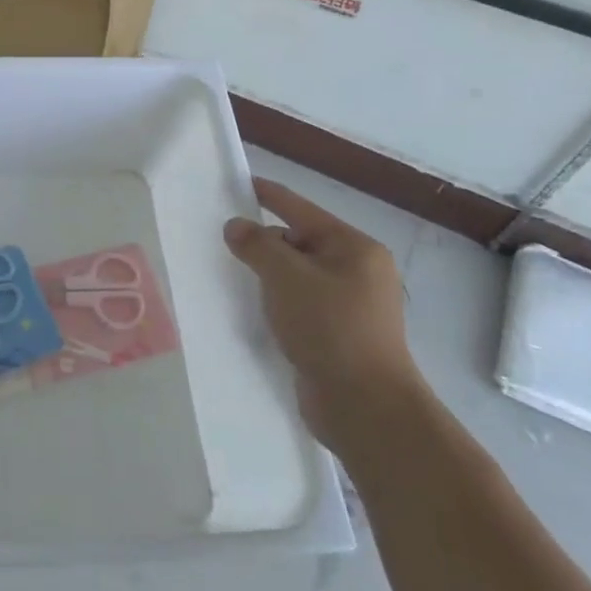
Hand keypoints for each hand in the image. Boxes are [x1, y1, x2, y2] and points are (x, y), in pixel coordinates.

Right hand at [224, 178, 420, 452]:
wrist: (365, 406)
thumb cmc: (329, 328)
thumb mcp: (285, 277)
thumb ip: (257, 245)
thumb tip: (236, 227)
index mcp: (355, 249)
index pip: (301, 210)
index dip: (269, 195)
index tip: (240, 184)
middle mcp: (358, 271)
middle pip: (300, 242)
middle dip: (265, 242)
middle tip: (226, 242)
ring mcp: (352, 305)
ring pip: (299, 276)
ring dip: (269, 276)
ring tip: (234, 274)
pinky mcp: (340, 335)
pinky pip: (302, 304)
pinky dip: (279, 302)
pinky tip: (255, 309)